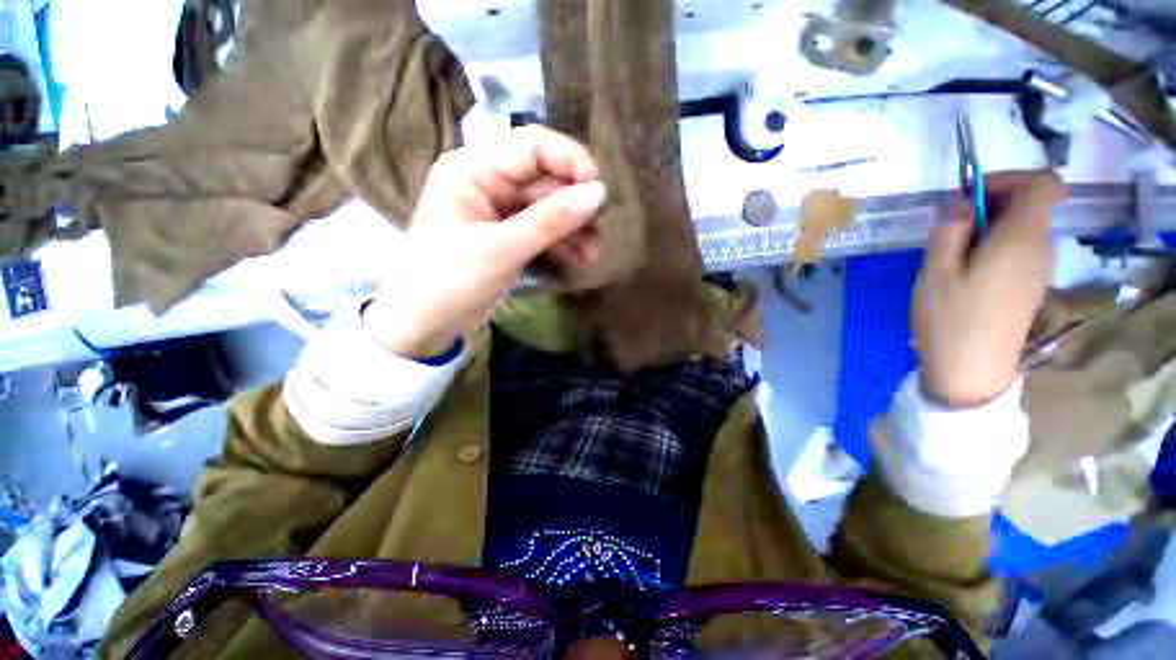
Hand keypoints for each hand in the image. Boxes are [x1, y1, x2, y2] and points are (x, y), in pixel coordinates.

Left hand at [364, 126, 605, 357]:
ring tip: (591, 256)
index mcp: (474, 170)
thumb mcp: (501, 250)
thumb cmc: (450, 280)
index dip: (571, 161)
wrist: (425, 324)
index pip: (532, 146)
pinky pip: (544, 230)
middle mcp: (489, 182)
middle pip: (546, 181)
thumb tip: (598, 194)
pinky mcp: (510, 235)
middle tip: (598, 235)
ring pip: (550, 208)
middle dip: (575, 207)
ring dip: (574, 230)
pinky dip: (562, 244)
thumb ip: (550, 221)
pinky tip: (577, 261)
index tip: (600, 190)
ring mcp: (501, 211)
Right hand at [914, 170, 1067, 406]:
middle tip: (949, 229)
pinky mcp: (1030, 286)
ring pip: (1022, 228)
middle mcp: (1041, 247)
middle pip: (1030, 205)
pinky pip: (1019, 250)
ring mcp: (1039, 269)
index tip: (970, 198)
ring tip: (952, 254)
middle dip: (989, 205)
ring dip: (988, 228)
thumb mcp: (936, 271)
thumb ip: (949, 229)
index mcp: (1022, 238)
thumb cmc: (952, 319)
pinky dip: (994, 247)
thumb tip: (958, 203)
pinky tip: (966, 272)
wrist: (972, 370)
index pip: (1042, 183)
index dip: (1008, 179)